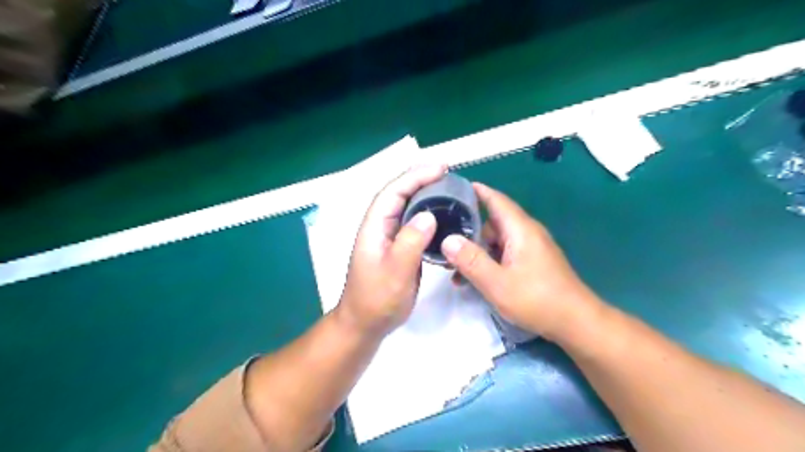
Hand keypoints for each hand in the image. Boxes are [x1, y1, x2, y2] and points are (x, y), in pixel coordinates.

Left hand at [333, 164, 446, 336]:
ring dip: (425, 193)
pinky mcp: (399, 247)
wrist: (367, 323)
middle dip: (421, 179)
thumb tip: (429, 214)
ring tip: (447, 187)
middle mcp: (380, 227)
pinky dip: (427, 213)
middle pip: (399, 194)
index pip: (393, 192)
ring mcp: (389, 237)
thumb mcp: (395, 273)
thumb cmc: (377, 299)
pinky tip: (442, 214)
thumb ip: (410, 243)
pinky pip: (413, 223)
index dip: (415, 176)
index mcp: (374, 227)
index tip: (440, 168)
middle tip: (448, 172)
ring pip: (407, 207)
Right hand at [439, 183, 602, 340]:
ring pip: (498, 241)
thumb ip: (471, 260)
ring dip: (478, 253)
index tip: (455, 187)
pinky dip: (490, 262)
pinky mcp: (533, 262)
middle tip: (446, 246)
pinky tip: (477, 280)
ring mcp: (532, 248)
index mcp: (520, 230)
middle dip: (469, 233)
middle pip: (492, 223)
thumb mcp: (497, 283)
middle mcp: (527, 233)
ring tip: (458, 273)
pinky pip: (506, 254)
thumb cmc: (537, 300)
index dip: (476, 191)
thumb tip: (448, 240)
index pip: (496, 200)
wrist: (576, 322)